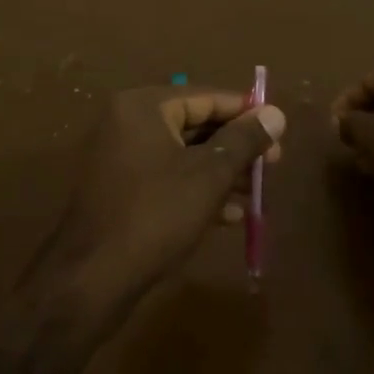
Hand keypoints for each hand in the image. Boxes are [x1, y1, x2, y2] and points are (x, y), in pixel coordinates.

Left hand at [32, 86, 285, 318]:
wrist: (93, 276)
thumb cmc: (156, 215)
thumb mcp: (209, 175)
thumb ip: (244, 140)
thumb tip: (276, 113)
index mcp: (144, 107)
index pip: (206, 97)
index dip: (246, 114)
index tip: (280, 133)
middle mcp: (127, 123)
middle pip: (195, 125)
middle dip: (236, 147)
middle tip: (272, 166)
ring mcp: (120, 157)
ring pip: (183, 155)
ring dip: (221, 172)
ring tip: (256, 194)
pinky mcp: (120, 189)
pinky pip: (167, 178)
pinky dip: (197, 190)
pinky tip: (229, 216)